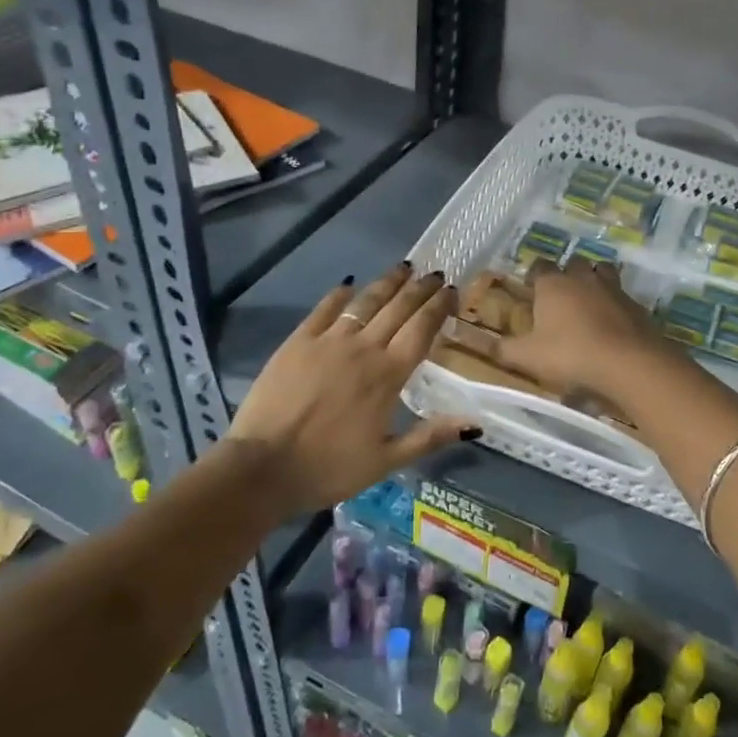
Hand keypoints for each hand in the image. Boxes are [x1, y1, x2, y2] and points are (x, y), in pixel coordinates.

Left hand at [227, 263, 477, 518]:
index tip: (451, 290)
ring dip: (387, 282)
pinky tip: (348, 286)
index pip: (422, 329)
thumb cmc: (329, 468)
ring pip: (365, 302)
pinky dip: (340, 295)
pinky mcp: (297, 341)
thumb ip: (431, 436)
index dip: (439, 307)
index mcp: (388, 375)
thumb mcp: (387, 461)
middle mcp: (363, 348)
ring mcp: (328, 341)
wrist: (262, 467)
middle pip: (398, 309)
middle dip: (420, 289)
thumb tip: (475, 423)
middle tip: (435, 274)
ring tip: (403, 268)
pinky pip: (324, 309)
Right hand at [496, 259, 673, 398]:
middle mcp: (583, 278)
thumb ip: (504, 349)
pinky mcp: (636, 305)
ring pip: (603, 271)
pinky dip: (615, 303)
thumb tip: (484, 344)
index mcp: (553, 284)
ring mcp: (613, 288)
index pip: (539, 266)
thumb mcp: (528, 357)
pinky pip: (622, 295)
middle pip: (574, 263)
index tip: (531, 287)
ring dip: (595, 280)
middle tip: (561, 293)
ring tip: (589, 299)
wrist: (628, 362)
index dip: (534, 275)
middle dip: (567, 273)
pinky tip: (612, 321)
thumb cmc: (570, 354)